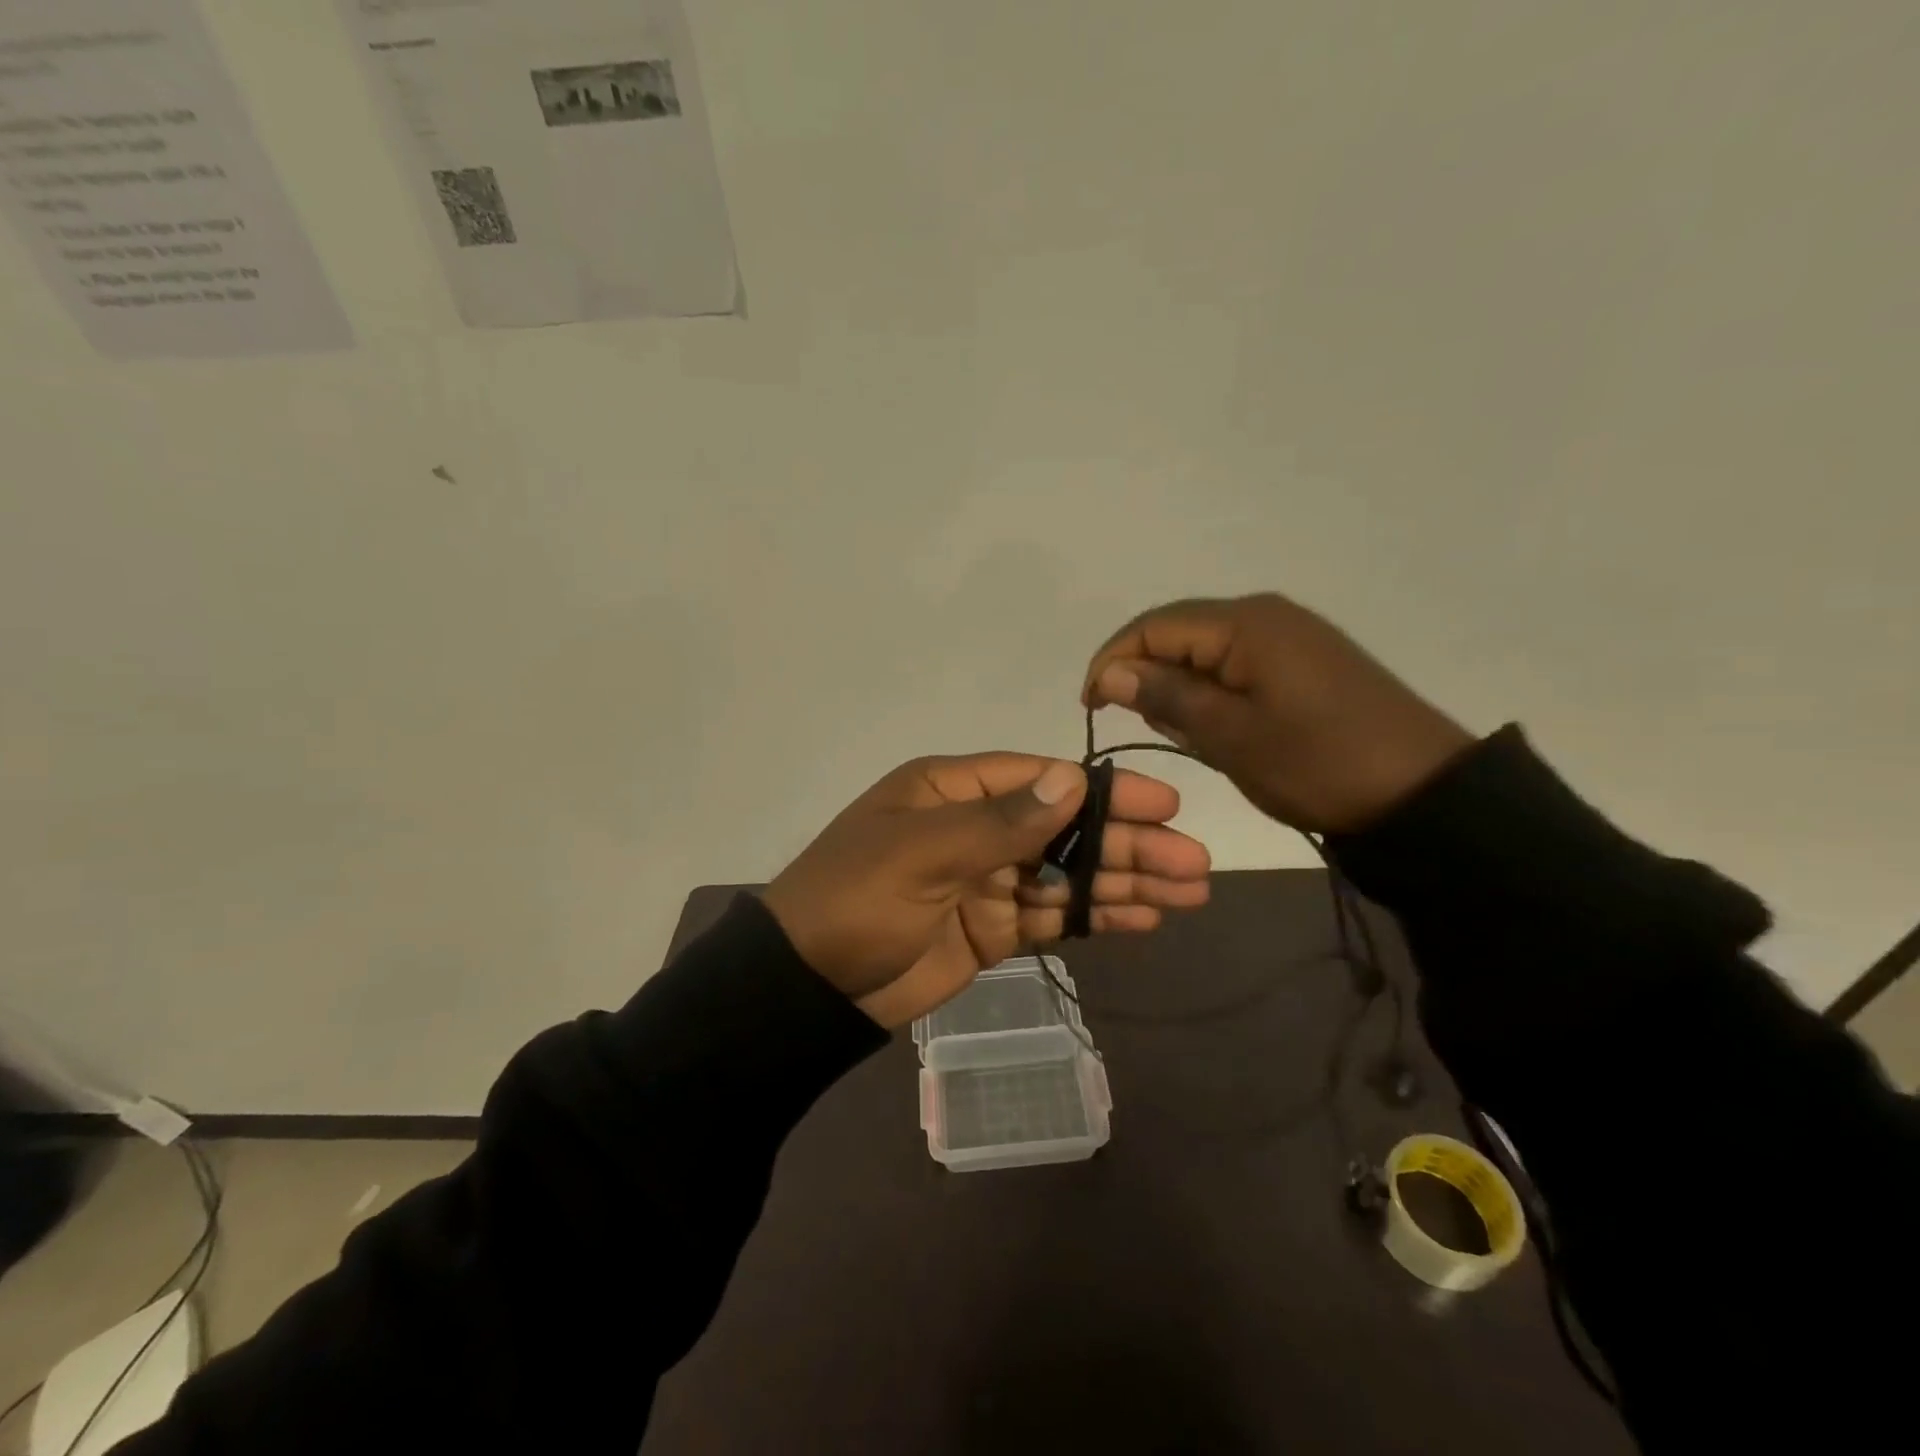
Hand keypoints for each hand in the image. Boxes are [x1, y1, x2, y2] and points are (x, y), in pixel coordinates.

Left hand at [761, 753, 1209, 1028]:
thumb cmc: (856, 899)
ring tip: (1189, 891)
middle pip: (1066, 828)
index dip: (1103, 791)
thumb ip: (1000, 821)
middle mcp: (977, 827)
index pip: (1042, 780)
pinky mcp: (993, 929)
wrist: (808, 986)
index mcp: (954, 790)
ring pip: (1068, 874)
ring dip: (1124, 881)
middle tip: (1194, 860)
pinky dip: (1095, 916)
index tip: (1164, 803)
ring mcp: (988, 880)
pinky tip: (1144, 919)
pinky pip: (1053, 916)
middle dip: (1128, 842)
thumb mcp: (923, 851)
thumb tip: (1073, 779)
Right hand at [1083, 594, 1473, 834]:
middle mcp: (1265, 614)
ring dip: (1184, 688)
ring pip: (1207, 651)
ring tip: (1192, 736)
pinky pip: (1237, 664)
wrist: (1424, 793)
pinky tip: (1222, 727)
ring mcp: (1290, 635)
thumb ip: (1166, 696)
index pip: (1153, 626)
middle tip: (1149, 729)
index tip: (1091, 707)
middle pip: (1179, 633)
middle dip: (1149, 676)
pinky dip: (1214, 693)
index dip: (1112, 661)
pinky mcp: (1306, 660)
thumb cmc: (1318, 764)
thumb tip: (1109, 672)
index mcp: (1245, 624)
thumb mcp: (1231, 735)